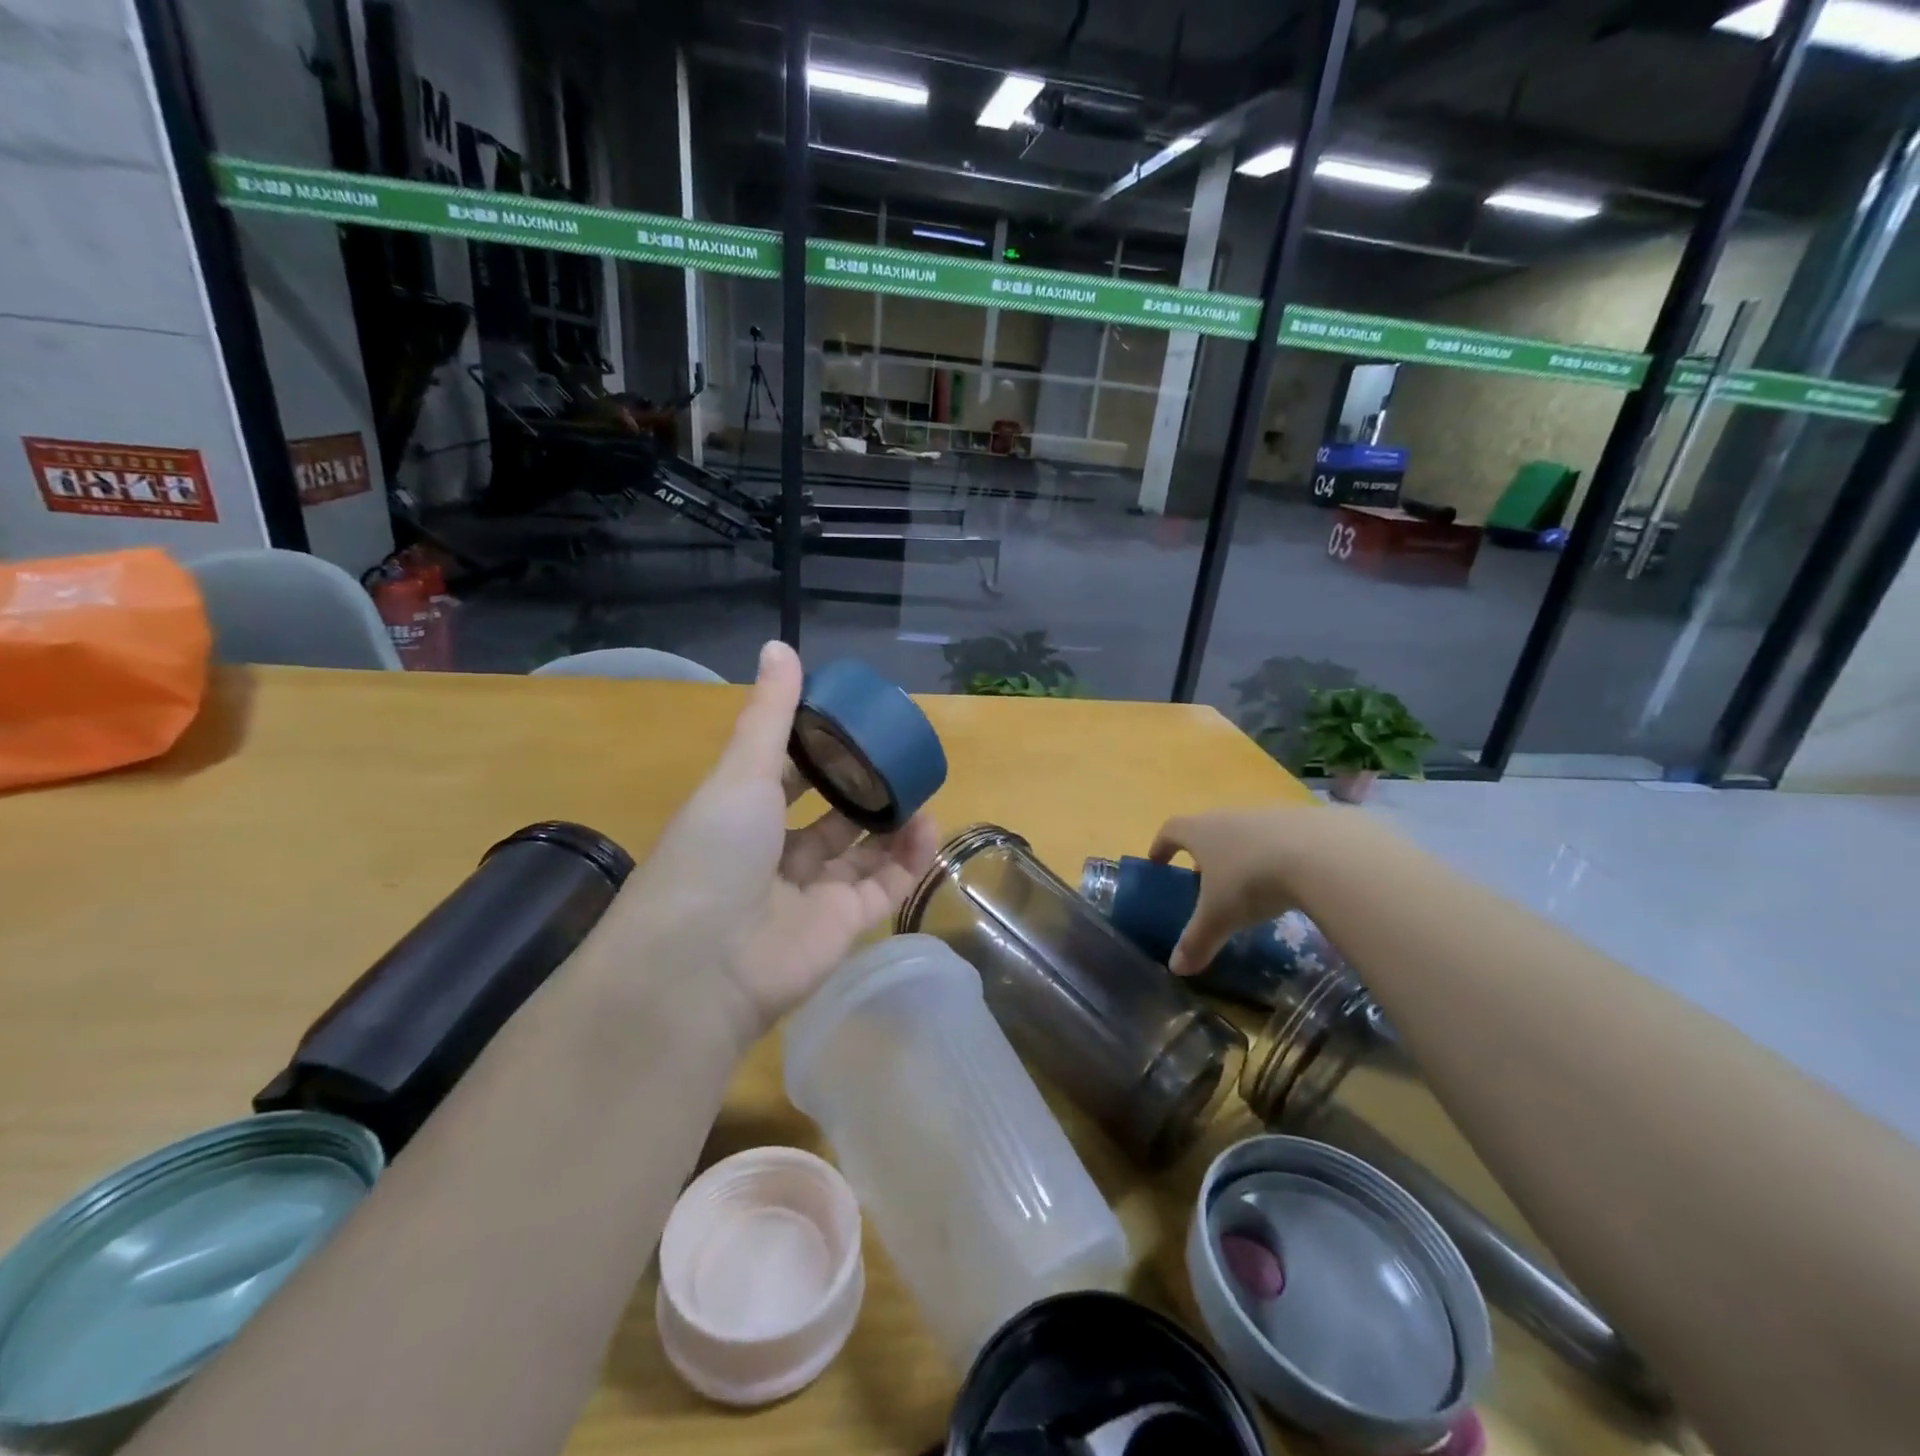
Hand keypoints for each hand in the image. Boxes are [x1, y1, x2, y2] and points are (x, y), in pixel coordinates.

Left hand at [610, 641, 938, 1046]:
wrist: (703, 965)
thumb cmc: (713, 853)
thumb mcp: (740, 774)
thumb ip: (769, 714)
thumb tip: (780, 645)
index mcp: (742, 815)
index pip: (786, 774)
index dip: (817, 748)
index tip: (854, 720)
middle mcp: (775, 853)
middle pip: (829, 814)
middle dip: (862, 787)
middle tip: (900, 756)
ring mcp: (811, 892)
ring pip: (862, 851)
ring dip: (892, 820)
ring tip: (923, 788)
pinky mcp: (844, 925)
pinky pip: (885, 885)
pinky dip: (909, 858)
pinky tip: (929, 825)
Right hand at [1150, 807, 1314, 975]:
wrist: (1323, 854)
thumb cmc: (1252, 881)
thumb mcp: (1220, 917)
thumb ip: (1196, 941)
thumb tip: (1176, 968)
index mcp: (1201, 832)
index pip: (1171, 830)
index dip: (1160, 845)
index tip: (1157, 861)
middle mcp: (1229, 816)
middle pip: (1208, 828)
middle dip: (1203, 852)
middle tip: (1203, 878)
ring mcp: (1268, 815)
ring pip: (1245, 832)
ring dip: (1240, 853)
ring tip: (1248, 882)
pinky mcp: (1303, 821)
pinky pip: (1280, 838)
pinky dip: (1276, 855)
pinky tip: (1288, 878)